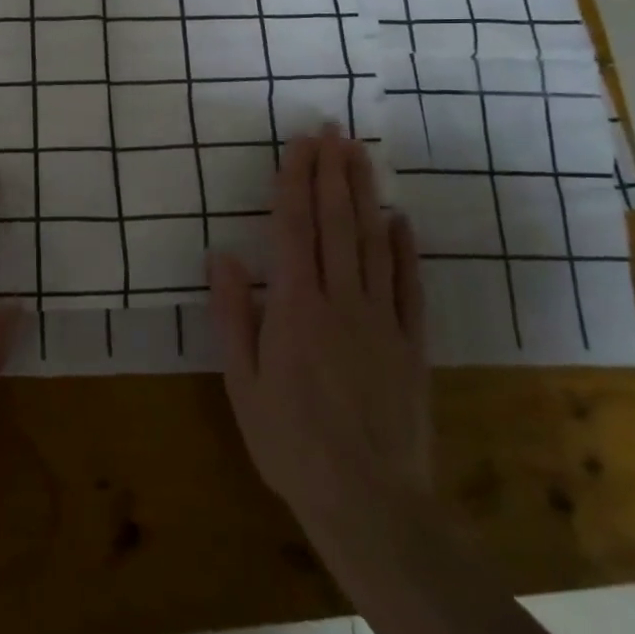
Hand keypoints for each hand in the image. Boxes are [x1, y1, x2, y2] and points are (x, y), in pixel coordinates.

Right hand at [206, 125, 429, 525]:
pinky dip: (405, 250)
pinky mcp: (412, 345)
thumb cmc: (290, 442)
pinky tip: (400, 220)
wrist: (370, 503)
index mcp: (295, 308)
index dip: (296, 181)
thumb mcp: (242, 382)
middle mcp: (341, 302)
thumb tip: (222, 255)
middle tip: (333, 130)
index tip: (300, 143)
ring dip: (365, 195)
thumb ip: (233, 315)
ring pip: (373, 244)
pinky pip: (410, 287)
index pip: (295, 229)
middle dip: (332, 173)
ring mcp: (382, 321)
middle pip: (337, 224)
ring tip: (361, 155)